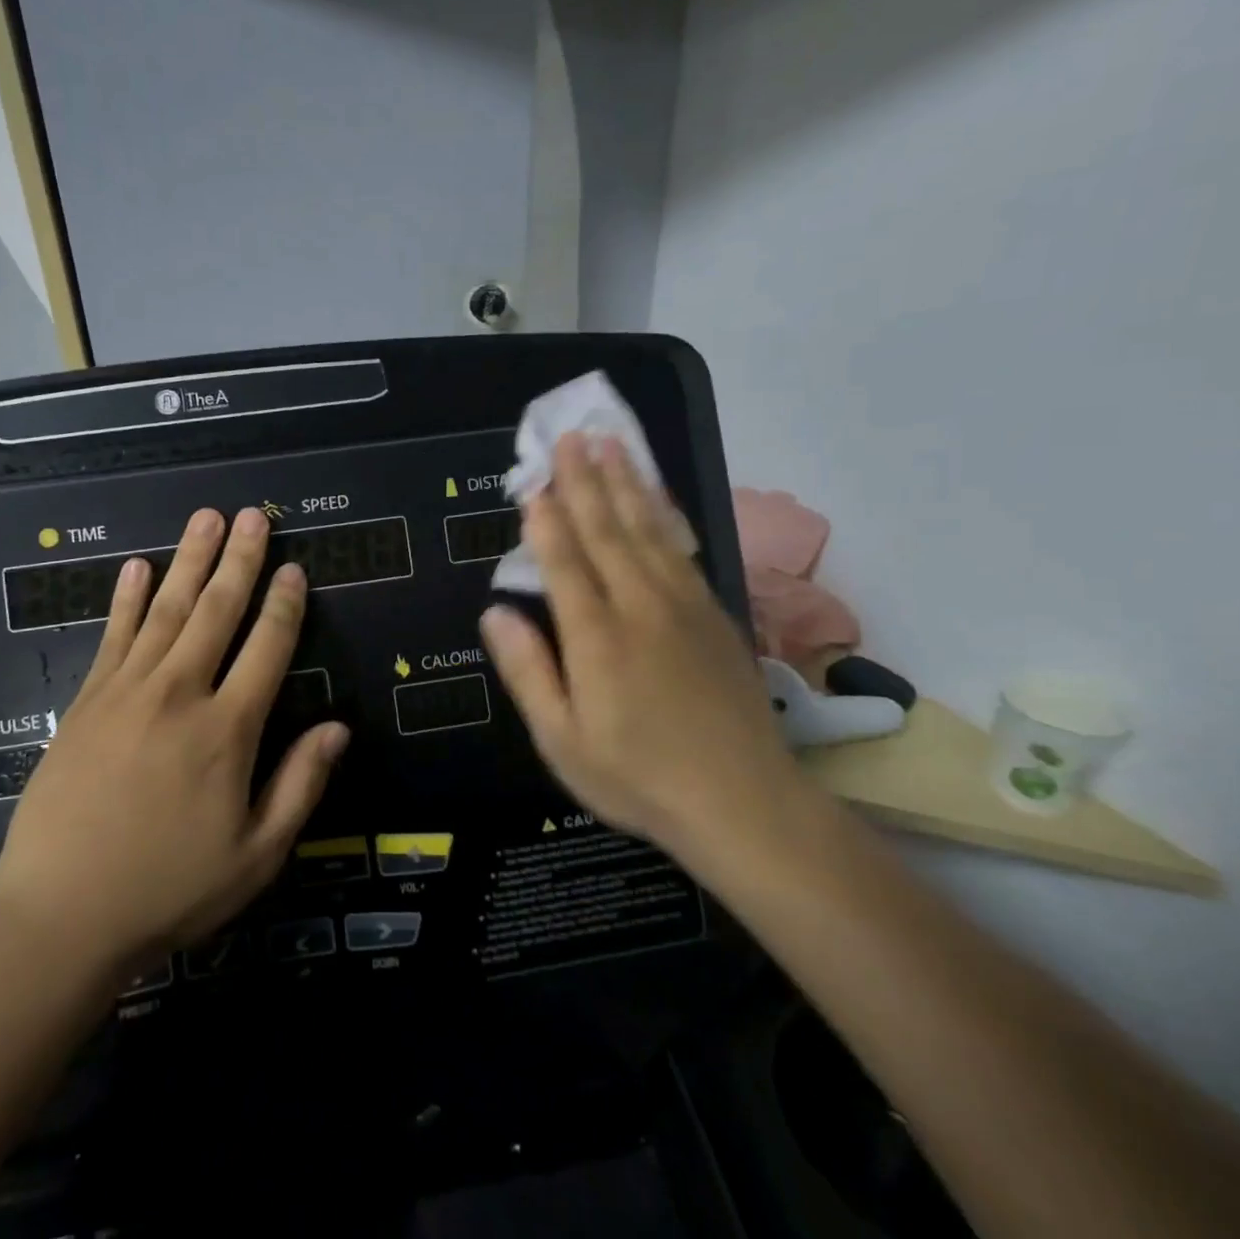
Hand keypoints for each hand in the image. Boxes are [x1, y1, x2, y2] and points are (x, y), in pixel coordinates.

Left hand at [0, 507, 348, 978]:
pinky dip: (127, 598)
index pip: (267, 648)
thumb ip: (300, 785)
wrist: (59, 915)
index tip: (295, 567)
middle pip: (217, 611)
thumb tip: (337, 728)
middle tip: (252, 514)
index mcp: (227, 729)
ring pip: (167, 610)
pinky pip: (113, 635)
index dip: (285, 604)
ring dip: (189, 560)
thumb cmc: (168, 889)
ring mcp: (127, 691)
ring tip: (205, 518)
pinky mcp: (87, 701)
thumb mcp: (256, 855)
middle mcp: (180, 694)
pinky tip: (137, 566)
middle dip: (239, 559)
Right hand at [479, 434, 805, 870]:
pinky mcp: (714, 614)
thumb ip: (527, 670)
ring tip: (611, 445)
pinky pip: (681, 549)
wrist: (744, 802)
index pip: (564, 561)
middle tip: (572, 436)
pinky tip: (655, 498)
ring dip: (627, 484)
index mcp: (597, 636)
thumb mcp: (562, 739)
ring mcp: (684, 605)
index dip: (546, 519)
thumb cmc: (637, 777)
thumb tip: (495, 611)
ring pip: (648, 530)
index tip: (533, 481)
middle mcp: (640, 606)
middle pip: (607, 530)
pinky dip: (663, 515)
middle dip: (585, 481)